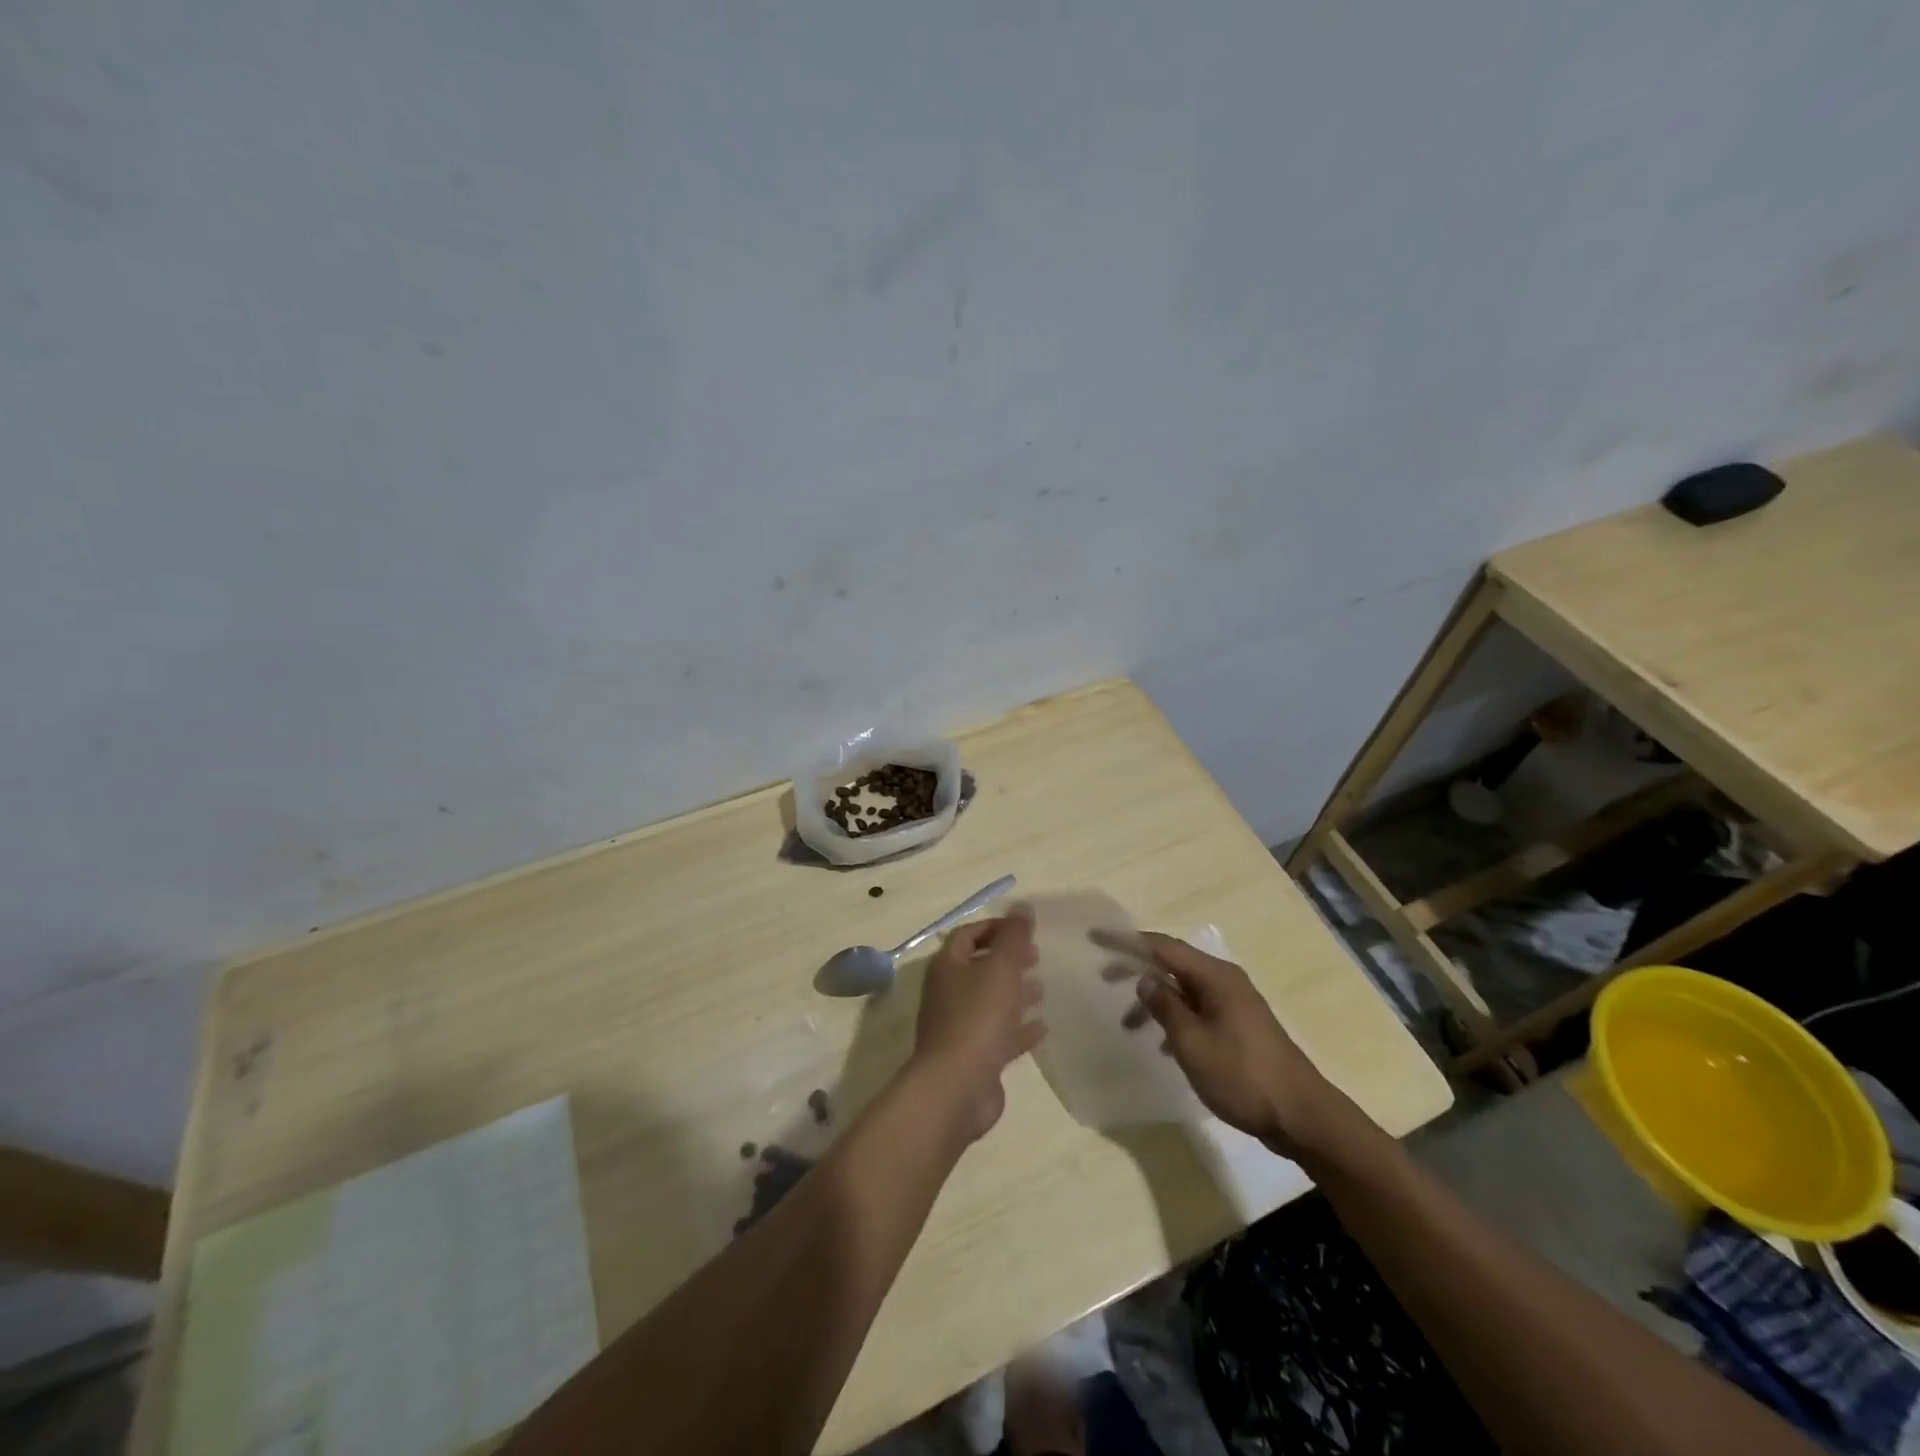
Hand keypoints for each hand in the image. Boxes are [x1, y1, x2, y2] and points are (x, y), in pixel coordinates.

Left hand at [908, 911, 1045, 1143]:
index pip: (969, 934)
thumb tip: (1022, 906)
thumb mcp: (1000, 969)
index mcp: (948, 966)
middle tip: (1036, 956)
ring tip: (1043, 987)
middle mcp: (949, 992)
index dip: (995, 927)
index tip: (1024, 929)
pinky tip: (1042, 1027)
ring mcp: (959, 1026)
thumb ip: (1013, 937)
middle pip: (979, 967)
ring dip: (1014, 992)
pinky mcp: (973, 1057)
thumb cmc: (976, 1018)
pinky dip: (1018, 1028)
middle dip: (1007, 959)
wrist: (956, 1088)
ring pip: (989, 1001)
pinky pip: (998, 1034)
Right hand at [1124, 933, 1344, 1156]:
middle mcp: (1225, 982)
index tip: (1096, 938)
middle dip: (1137, 968)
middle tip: (1104, 978)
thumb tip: (1145, 979)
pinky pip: (1197, 1011)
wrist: (1302, 1117)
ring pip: (1183, 991)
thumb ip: (1165, 1007)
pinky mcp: (1239, 1028)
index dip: (1127, 941)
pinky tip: (1163, 1045)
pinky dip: (1175, 1020)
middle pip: (1172, 964)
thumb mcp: (1193, 1043)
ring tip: (1128, 1025)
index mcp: (1215, 977)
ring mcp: (1234, 1005)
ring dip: (1155, 1001)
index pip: (1163, 947)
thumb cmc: (1243, 1076)